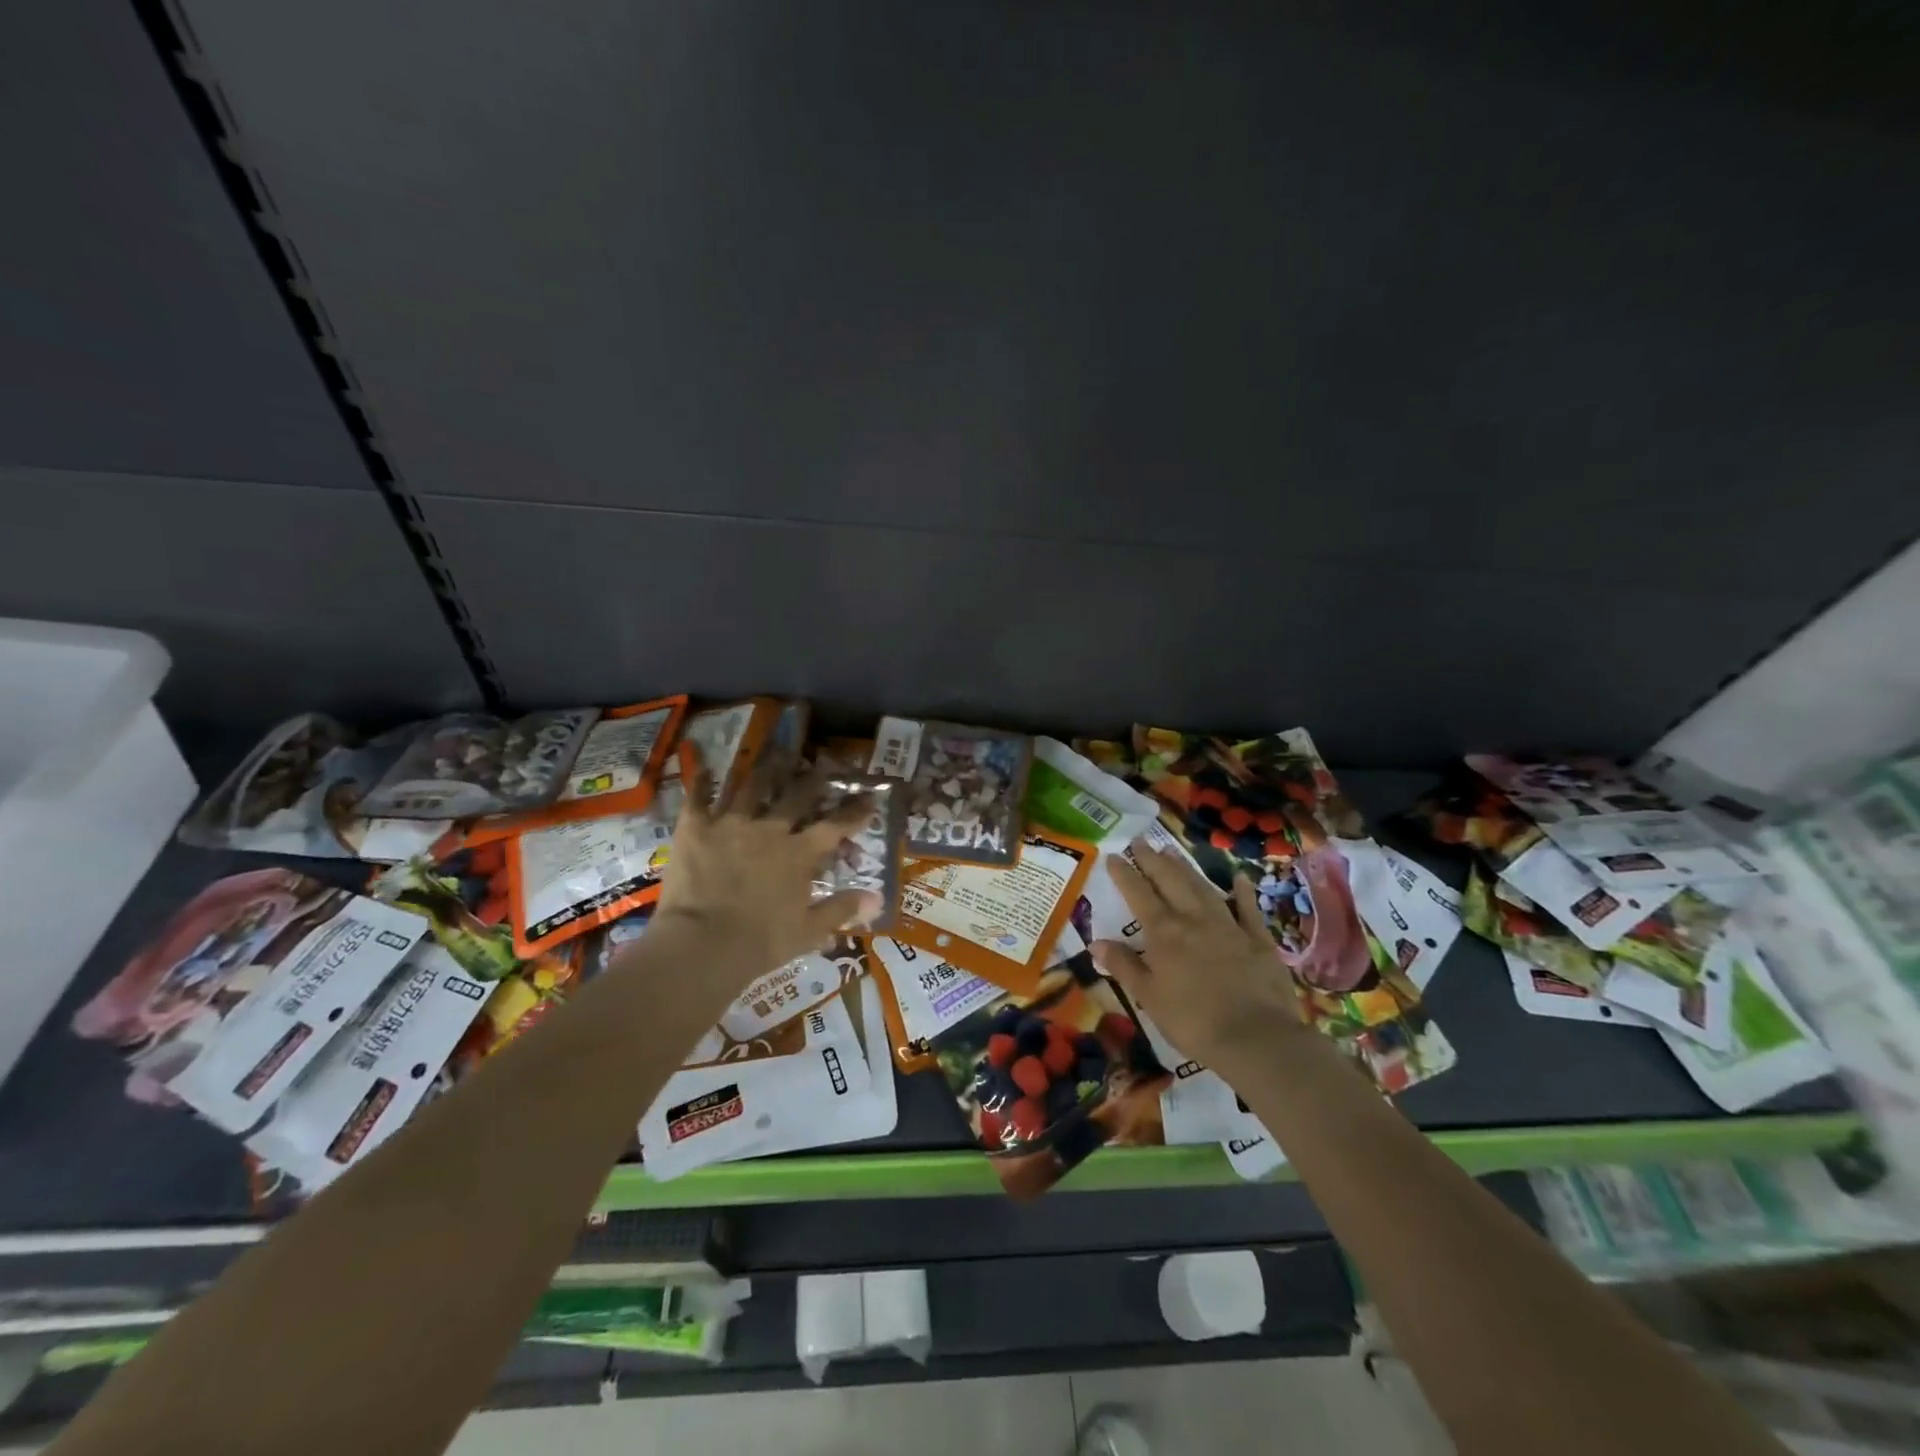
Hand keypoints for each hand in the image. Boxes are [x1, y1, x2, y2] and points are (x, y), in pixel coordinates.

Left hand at [649, 745, 881, 979]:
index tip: (869, 798)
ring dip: (767, 771)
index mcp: (799, 854)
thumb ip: (842, 910)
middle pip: (797, 795)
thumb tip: (878, 899)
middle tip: (822, 767)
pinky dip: (702, 779)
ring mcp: (731, 823)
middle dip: (814, 780)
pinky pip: (698, 796)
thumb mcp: (809, 932)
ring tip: (775, 757)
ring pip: (752, 786)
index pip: (836, 825)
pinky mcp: (695, 827)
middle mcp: (770, 829)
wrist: (701, 945)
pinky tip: (703, 765)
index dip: (855, 812)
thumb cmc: (760, 943)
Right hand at [1089, 838, 1305, 1074]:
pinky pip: (1248, 908)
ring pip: (1203, 888)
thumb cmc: (1193, 1021)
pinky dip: (1243, 891)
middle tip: (1140, 841)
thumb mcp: (1149, 997)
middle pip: (1170, 881)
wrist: (1256, 1038)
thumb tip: (1095, 942)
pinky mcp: (1257, 939)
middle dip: (1152, 860)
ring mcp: (1228, 925)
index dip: (1124, 873)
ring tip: (1172, 851)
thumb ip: (1124, 966)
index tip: (1114, 855)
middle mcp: (1194, 919)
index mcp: (1164, 933)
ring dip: (1186, 868)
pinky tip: (1239, 877)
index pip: (1138, 894)